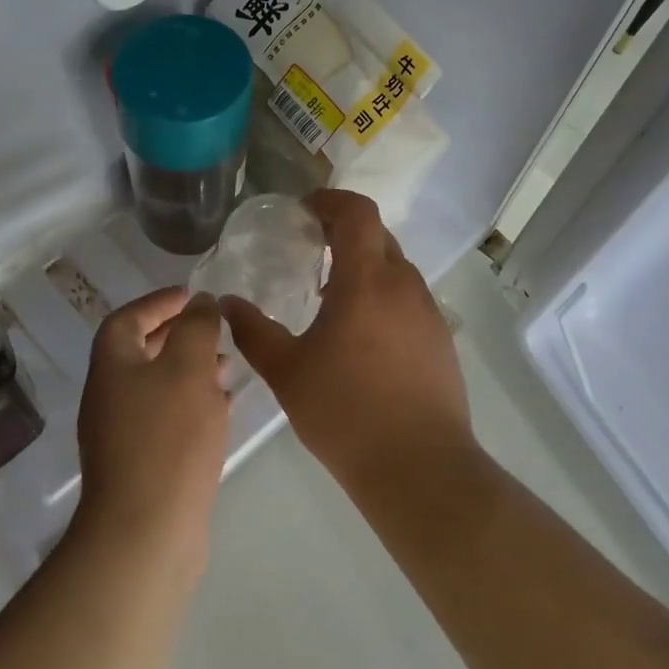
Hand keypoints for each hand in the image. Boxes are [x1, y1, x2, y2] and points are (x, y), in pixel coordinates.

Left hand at [74, 287, 230, 569]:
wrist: (146, 532)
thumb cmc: (168, 439)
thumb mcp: (188, 369)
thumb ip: (196, 328)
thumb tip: (200, 302)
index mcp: (112, 367)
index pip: (127, 319)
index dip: (158, 302)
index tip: (192, 295)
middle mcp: (110, 397)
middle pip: (140, 352)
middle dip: (177, 335)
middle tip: (212, 328)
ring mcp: (122, 435)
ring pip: (157, 387)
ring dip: (189, 370)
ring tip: (227, 366)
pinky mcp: (141, 465)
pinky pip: (167, 419)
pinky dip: (192, 404)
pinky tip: (222, 409)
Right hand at [221, 190, 471, 482]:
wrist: (418, 467)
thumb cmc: (344, 412)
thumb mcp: (286, 371)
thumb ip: (253, 331)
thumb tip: (227, 304)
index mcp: (366, 280)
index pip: (357, 212)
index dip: (330, 201)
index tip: (303, 211)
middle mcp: (404, 285)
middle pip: (377, 235)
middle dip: (344, 231)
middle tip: (310, 249)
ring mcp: (428, 312)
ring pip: (396, 268)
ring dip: (364, 266)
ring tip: (330, 295)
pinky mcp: (441, 340)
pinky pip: (409, 299)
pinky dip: (383, 296)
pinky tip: (361, 335)